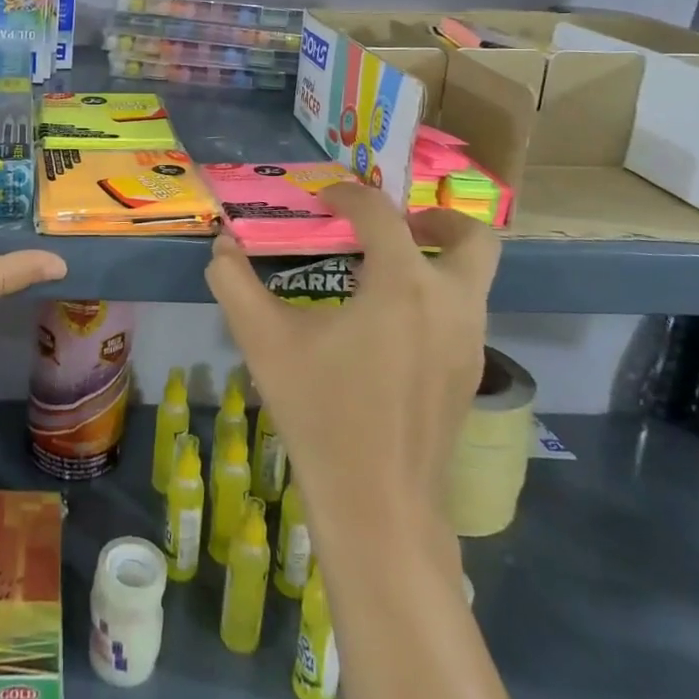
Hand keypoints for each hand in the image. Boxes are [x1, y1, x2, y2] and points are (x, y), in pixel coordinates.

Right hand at [204, 186, 498, 538]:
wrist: (377, 502)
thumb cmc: (320, 411)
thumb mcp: (263, 340)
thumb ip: (234, 282)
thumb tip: (222, 244)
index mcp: (403, 284)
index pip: (381, 213)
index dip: (349, 195)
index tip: (322, 200)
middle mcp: (451, 302)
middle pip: (472, 236)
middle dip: (435, 218)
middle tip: (393, 225)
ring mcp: (470, 341)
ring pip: (476, 276)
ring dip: (437, 257)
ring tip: (382, 271)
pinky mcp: (471, 373)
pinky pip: (465, 311)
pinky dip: (437, 295)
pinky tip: (389, 324)